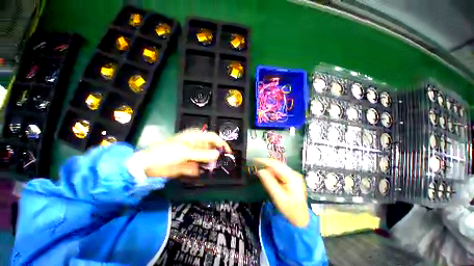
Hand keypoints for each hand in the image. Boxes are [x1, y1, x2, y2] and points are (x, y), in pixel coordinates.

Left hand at [138, 129, 230, 177]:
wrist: (149, 166)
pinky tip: (203, 172)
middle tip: (223, 163)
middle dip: (217, 155)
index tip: (228, 152)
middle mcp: (196, 145)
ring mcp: (194, 155)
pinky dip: (203, 169)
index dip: (221, 143)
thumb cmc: (167, 153)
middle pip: (211, 148)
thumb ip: (202, 154)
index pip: (213, 137)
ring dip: (211, 163)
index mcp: (195, 137)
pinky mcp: (190, 163)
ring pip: (207, 158)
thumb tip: (218, 155)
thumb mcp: (185, 152)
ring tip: (214, 169)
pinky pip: (200, 166)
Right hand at [255, 158, 309, 226]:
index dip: (264, 161)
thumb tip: (260, 171)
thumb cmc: (290, 210)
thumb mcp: (278, 197)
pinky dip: (272, 172)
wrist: (301, 218)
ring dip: (269, 168)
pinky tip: (268, 176)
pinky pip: (279, 172)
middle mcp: (294, 174)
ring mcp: (293, 175)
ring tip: (260, 170)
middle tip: (256, 165)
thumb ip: (269, 183)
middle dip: (266, 164)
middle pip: (277, 164)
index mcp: (292, 177)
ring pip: (278, 167)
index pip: (276, 165)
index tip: (255, 160)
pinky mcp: (291, 178)